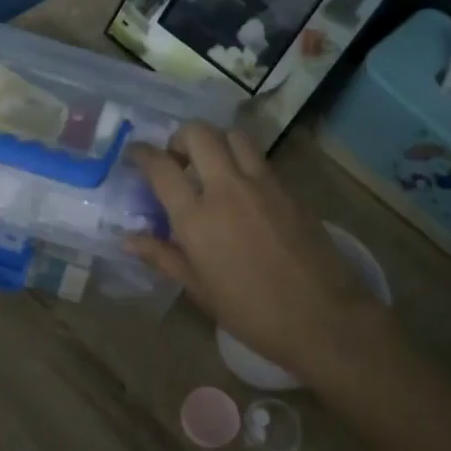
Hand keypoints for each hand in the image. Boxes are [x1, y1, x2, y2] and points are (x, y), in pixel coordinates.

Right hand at [125, 123, 388, 381]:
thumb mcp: (199, 289)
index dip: (142, 153)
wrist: (322, 317)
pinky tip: (241, 187)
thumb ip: (163, 256)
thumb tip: (128, 240)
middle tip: (177, 158)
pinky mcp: (288, 189)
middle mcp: (226, 188)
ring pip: (233, 136)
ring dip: (215, 141)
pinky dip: (242, 159)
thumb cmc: (251, 312)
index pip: (161, 166)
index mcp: (196, 217)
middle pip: (199, 134)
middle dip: (180, 137)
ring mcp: (262, 184)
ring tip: (211, 164)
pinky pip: (259, 159)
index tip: (135, 153)